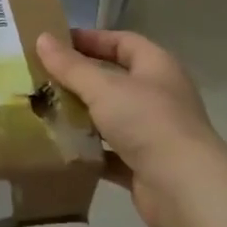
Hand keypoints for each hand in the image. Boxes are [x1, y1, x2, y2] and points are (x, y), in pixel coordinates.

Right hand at [36, 29, 226, 226]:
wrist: (184, 187)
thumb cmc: (147, 122)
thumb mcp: (104, 88)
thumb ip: (71, 66)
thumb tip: (42, 39)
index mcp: (157, 67)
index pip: (122, 42)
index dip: (91, 39)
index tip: (56, 43)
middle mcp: (159, 95)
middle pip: (115, 80)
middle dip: (81, 80)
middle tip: (44, 78)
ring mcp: (154, 133)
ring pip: (112, 118)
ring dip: (83, 117)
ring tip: (45, 112)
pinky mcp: (145, 166)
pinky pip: (111, 154)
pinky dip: (90, 152)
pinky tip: (62, 150)